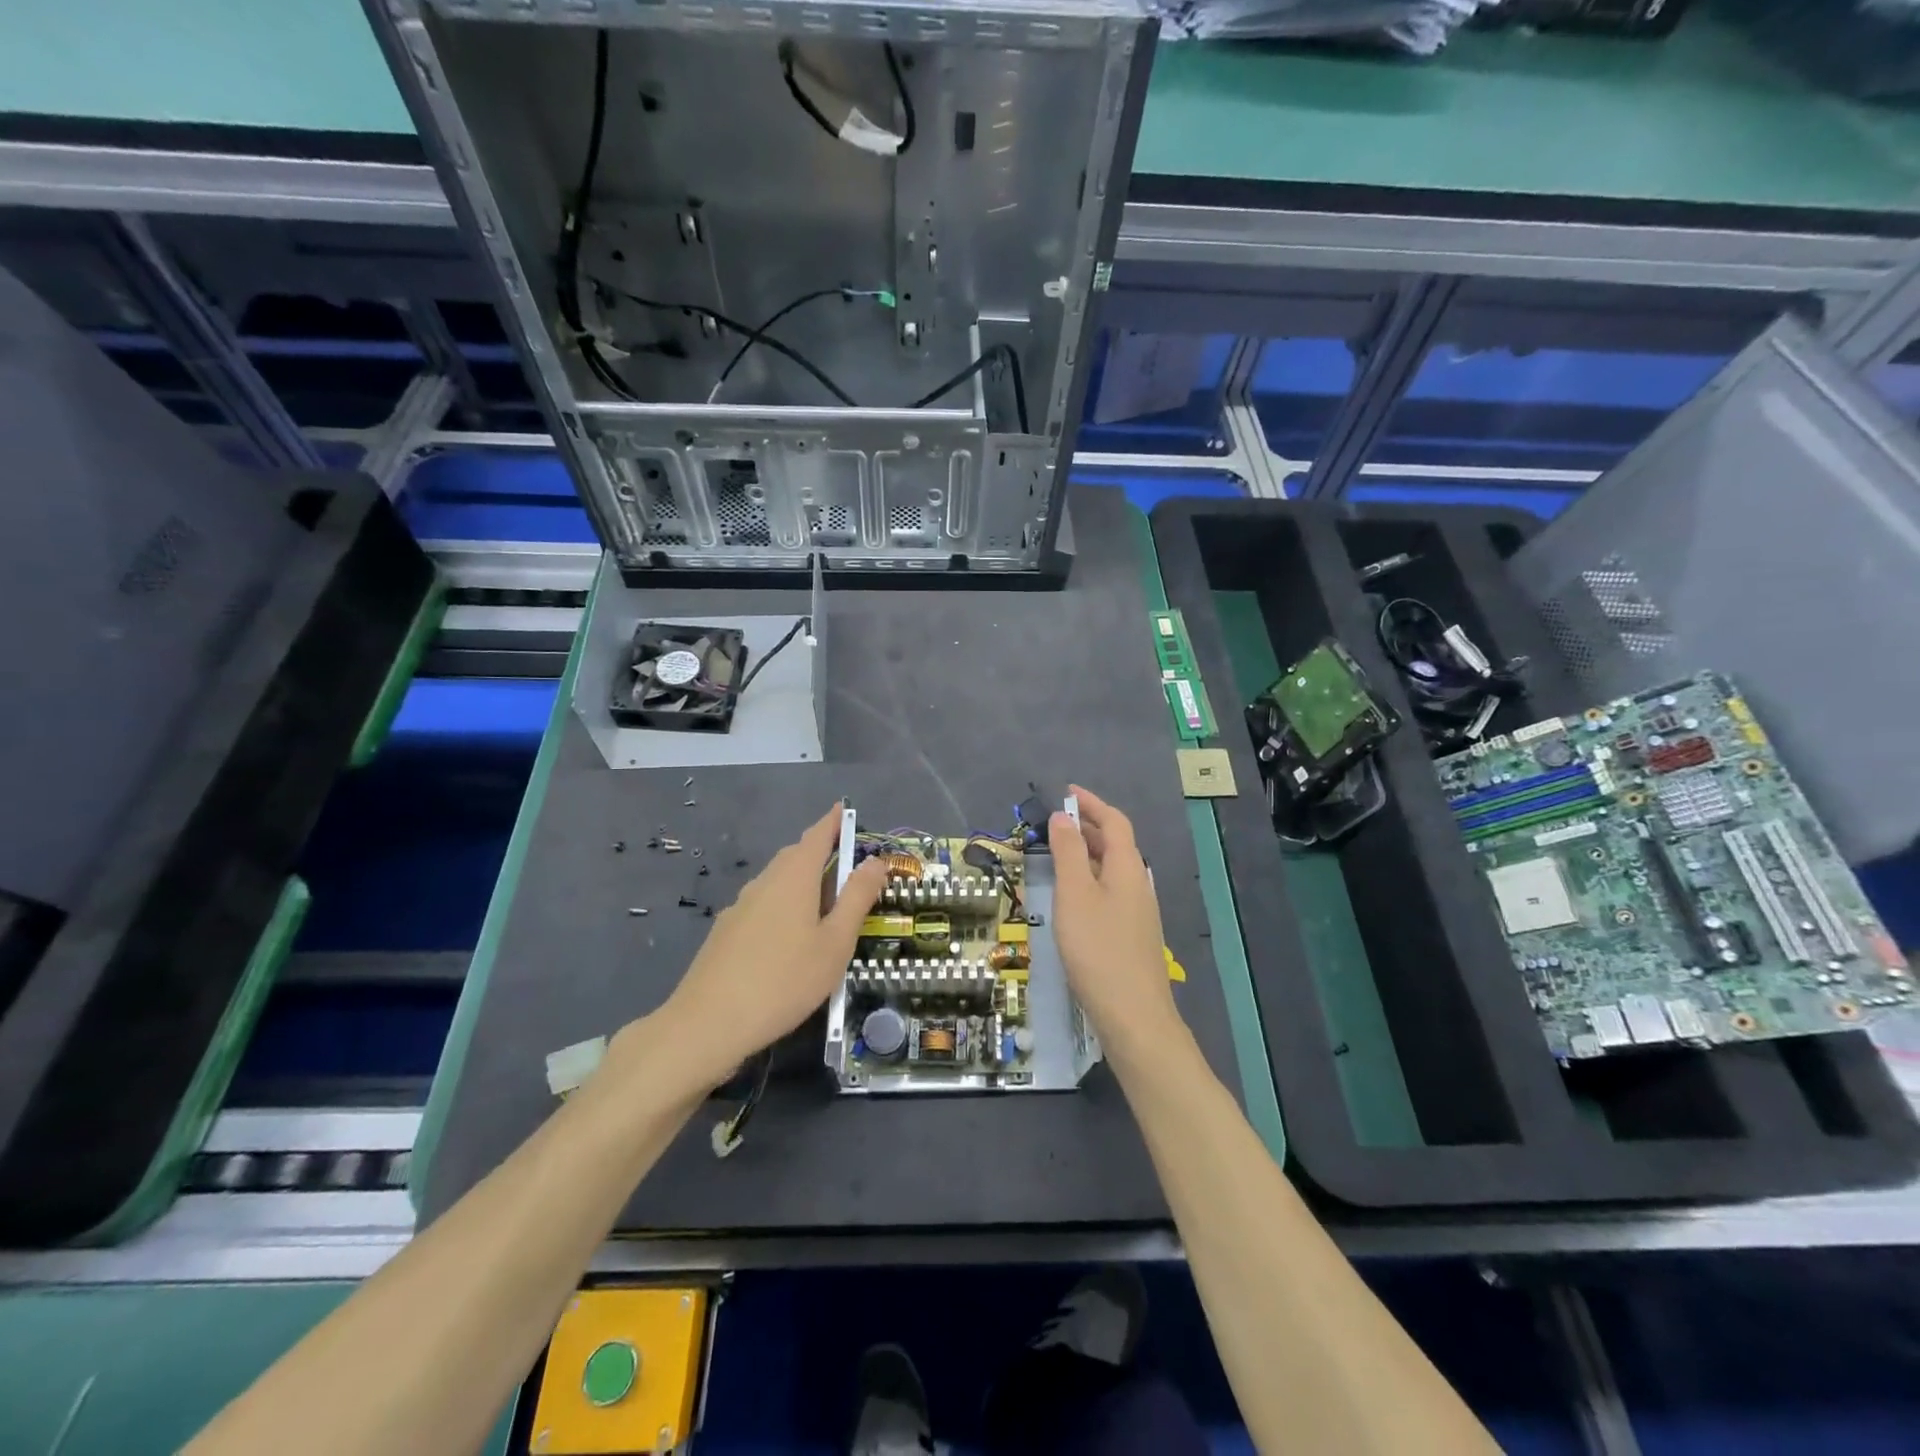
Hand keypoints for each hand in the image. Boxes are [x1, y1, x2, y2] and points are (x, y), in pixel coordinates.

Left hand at [646, 803, 888, 1087]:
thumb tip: (874, 861)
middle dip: (820, 853)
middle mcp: (764, 882)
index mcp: (794, 877)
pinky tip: (789, 939)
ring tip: (824, 905)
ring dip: (802, 883)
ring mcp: (740, 907)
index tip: (846, 810)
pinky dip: (783, 906)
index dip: (833, 821)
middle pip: (795, 856)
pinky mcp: (726, 932)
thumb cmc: (784, 980)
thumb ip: (857, 898)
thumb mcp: (835, 942)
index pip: (817, 835)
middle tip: (847, 866)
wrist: (707, 1024)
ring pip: (777, 882)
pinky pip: (762, 905)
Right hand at [1049, 784, 1182, 1068]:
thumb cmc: (1098, 949)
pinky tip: (1071, 898)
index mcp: (1127, 867)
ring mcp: (1138, 911)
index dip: (1092, 803)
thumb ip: (1068, 852)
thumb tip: (1064, 817)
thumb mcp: (1075, 894)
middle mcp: (1138, 883)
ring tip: (1056, 855)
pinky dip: (1089, 880)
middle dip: (1087, 827)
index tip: (1066, 792)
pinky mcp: (1131, 935)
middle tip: (1054, 823)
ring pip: (1111, 870)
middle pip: (1115, 844)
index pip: (1114, 822)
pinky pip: (1109, 892)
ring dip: (1086, 854)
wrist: (1134, 1016)